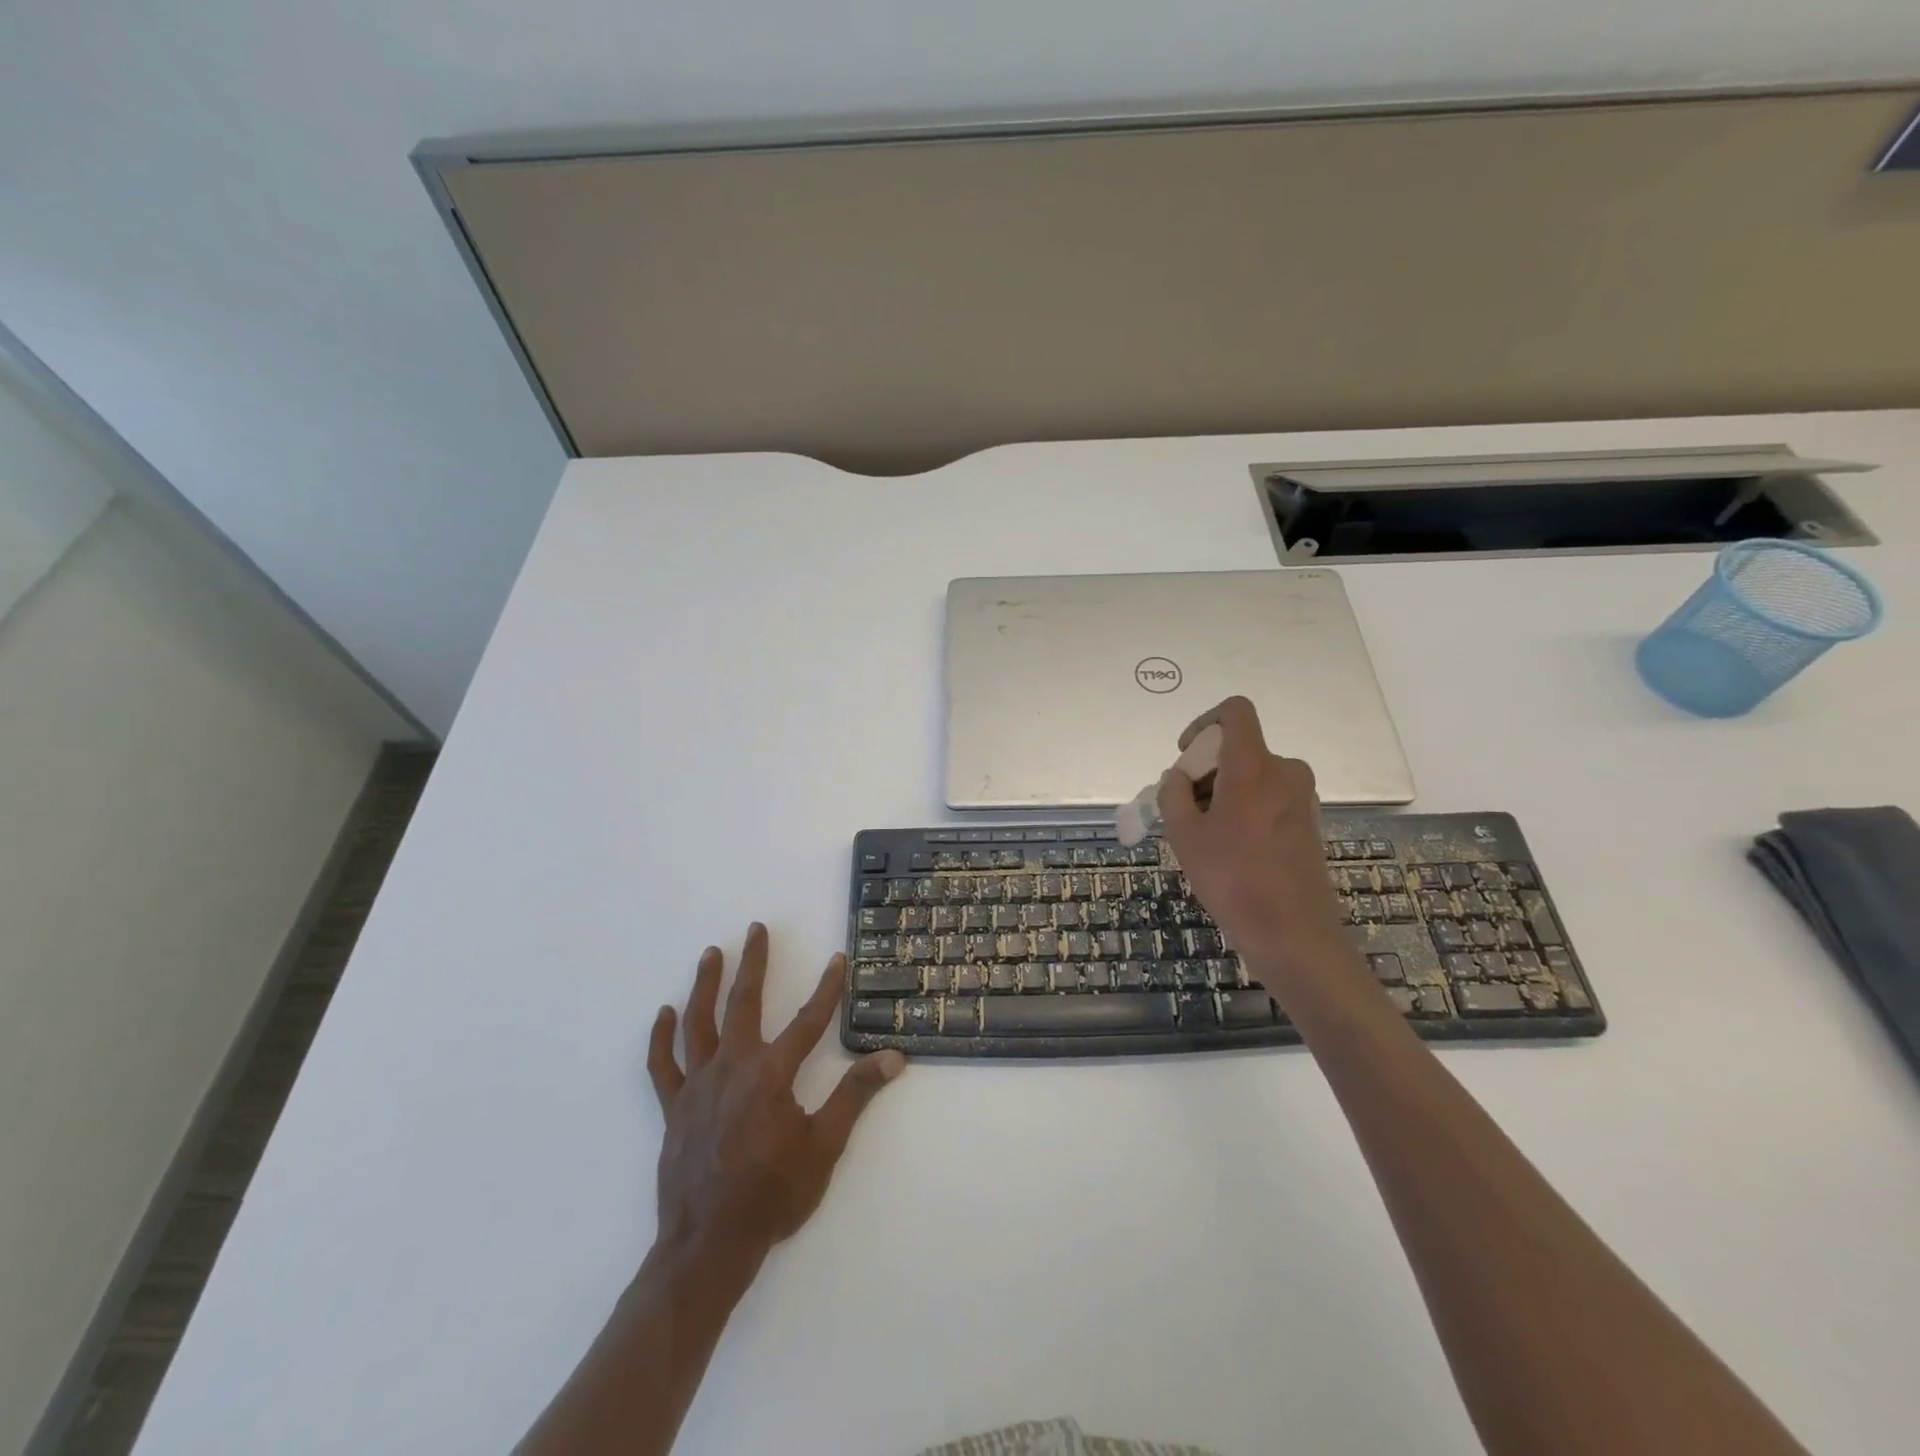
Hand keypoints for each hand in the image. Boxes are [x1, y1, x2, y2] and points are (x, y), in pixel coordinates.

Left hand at [646, 924, 904, 1262]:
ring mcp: (697, 1086)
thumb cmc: (772, 1196)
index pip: (808, 1020)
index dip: (827, 988)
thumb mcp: (824, 1147)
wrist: (709, 1246)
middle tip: (755, 930)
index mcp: (771, 1075)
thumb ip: (855, 1096)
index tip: (837, 960)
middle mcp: (732, 1067)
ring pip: (698, 1023)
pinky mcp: (673, 1108)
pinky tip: (664, 1014)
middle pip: (743, 1003)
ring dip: (705, 985)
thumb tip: (893, 1058)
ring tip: (711, 953)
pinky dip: (660, 1038)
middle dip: (753, 963)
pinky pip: (662, 1065)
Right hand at [1157, 696, 1347, 966]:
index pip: (1235, 711)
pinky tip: (1230, 849)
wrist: (1293, 935)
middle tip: (1184, 810)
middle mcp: (1284, 771)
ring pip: (1251, 775)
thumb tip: (1177, 778)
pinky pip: (1268, 797)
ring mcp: (1301, 797)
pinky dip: (1243, 809)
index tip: (1186, 756)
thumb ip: (1173, 795)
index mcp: (1254, 766)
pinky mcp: (1308, 821)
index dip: (1204, 722)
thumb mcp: (1184, 835)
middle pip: (1238, 749)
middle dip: (1205, 771)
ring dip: (1222, 792)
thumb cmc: (1233, 879)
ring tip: (1203, 836)